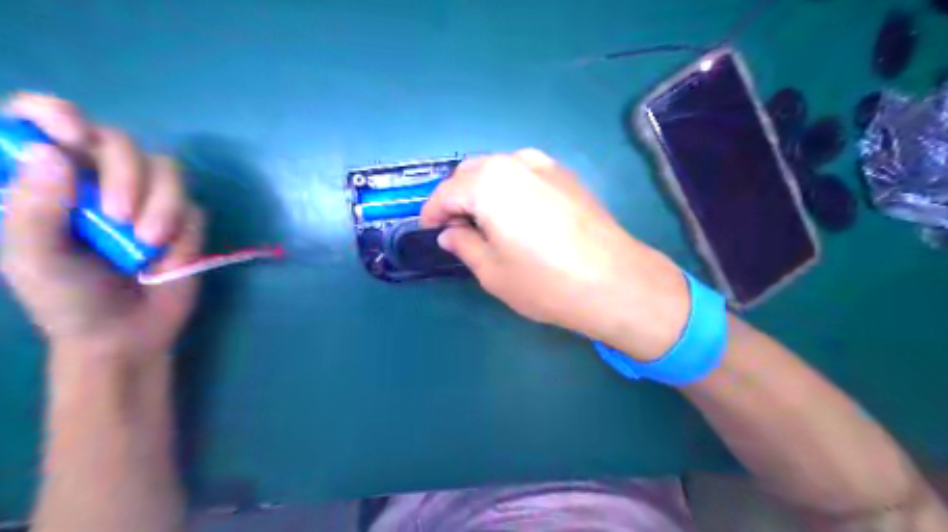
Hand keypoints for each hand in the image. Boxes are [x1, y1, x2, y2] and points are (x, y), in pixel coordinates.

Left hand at [0, 93, 200, 361]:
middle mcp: (98, 181)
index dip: (55, 114)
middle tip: (119, 217)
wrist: (127, 335)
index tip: (72, 136)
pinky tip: (166, 260)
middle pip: (118, 141)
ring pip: (167, 169)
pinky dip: (183, 233)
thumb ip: (33, 209)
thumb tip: (53, 151)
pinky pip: (194, 207)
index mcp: (47, 183)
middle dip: (126, 175)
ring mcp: (147, 199)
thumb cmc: (67, 300)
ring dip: (163, 205)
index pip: (41, 122)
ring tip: (148, 244)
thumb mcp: (35, 260)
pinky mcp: (184, 220)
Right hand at [423, 150, 689, 360]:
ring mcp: (545, 165)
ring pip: (498, 168)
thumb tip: (450, 232)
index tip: (428, 229)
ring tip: (484, 220)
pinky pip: (524, 172)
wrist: (615, 282)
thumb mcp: (492, 271)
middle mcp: (515, 163)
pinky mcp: (567, 176)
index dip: (432, 212)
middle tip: (455, 227)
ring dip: (482, 189)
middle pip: (471, 173)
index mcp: (489, 183)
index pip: (446, 192)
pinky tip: (516, 212)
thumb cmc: (546, 282)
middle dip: (456, 197)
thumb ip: (464, 244)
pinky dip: (508, 186)